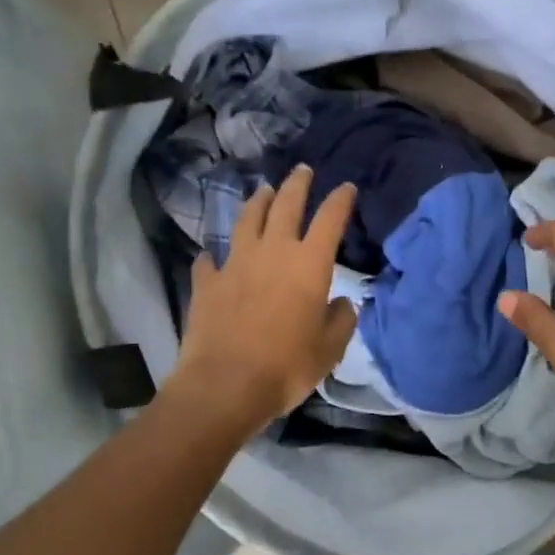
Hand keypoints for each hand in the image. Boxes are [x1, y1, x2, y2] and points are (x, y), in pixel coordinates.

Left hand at [166, 165, 358, 433]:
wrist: (225, 385)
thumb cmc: (286, 366)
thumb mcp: (329, 349)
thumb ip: (341, 321)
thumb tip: (343, 303)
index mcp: (309, 264)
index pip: (330, 219)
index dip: (340, 200)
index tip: (346, 187)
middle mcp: (273, 252)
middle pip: (286, 205)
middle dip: (297, 184)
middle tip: (303, 170)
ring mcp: (236, 263)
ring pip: (248, 220)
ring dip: (259, 202)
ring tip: (264, 191)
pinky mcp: (207, 282)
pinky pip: (210, 260)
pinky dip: (214, 255)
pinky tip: (213, 256)